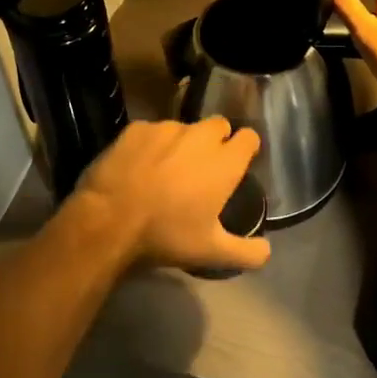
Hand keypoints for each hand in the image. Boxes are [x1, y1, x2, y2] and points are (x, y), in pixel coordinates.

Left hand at [70, 117, 268, 273]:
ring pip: (184, 127)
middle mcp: (200, 137)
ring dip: (183, 142)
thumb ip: (246, 252)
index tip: (239, 162)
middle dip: (217, 139)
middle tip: (204, 166)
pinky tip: (140, 165)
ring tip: (168, 168)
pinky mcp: (137, 128)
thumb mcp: (211, 252)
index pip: (249, 137)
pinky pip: (153, 131)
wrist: (109, 219)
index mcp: (224, 162)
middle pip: (219, 125)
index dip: (246, 147)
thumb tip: (267, 251)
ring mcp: (166, 128)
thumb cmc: (167, 234)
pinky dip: (152, 144)